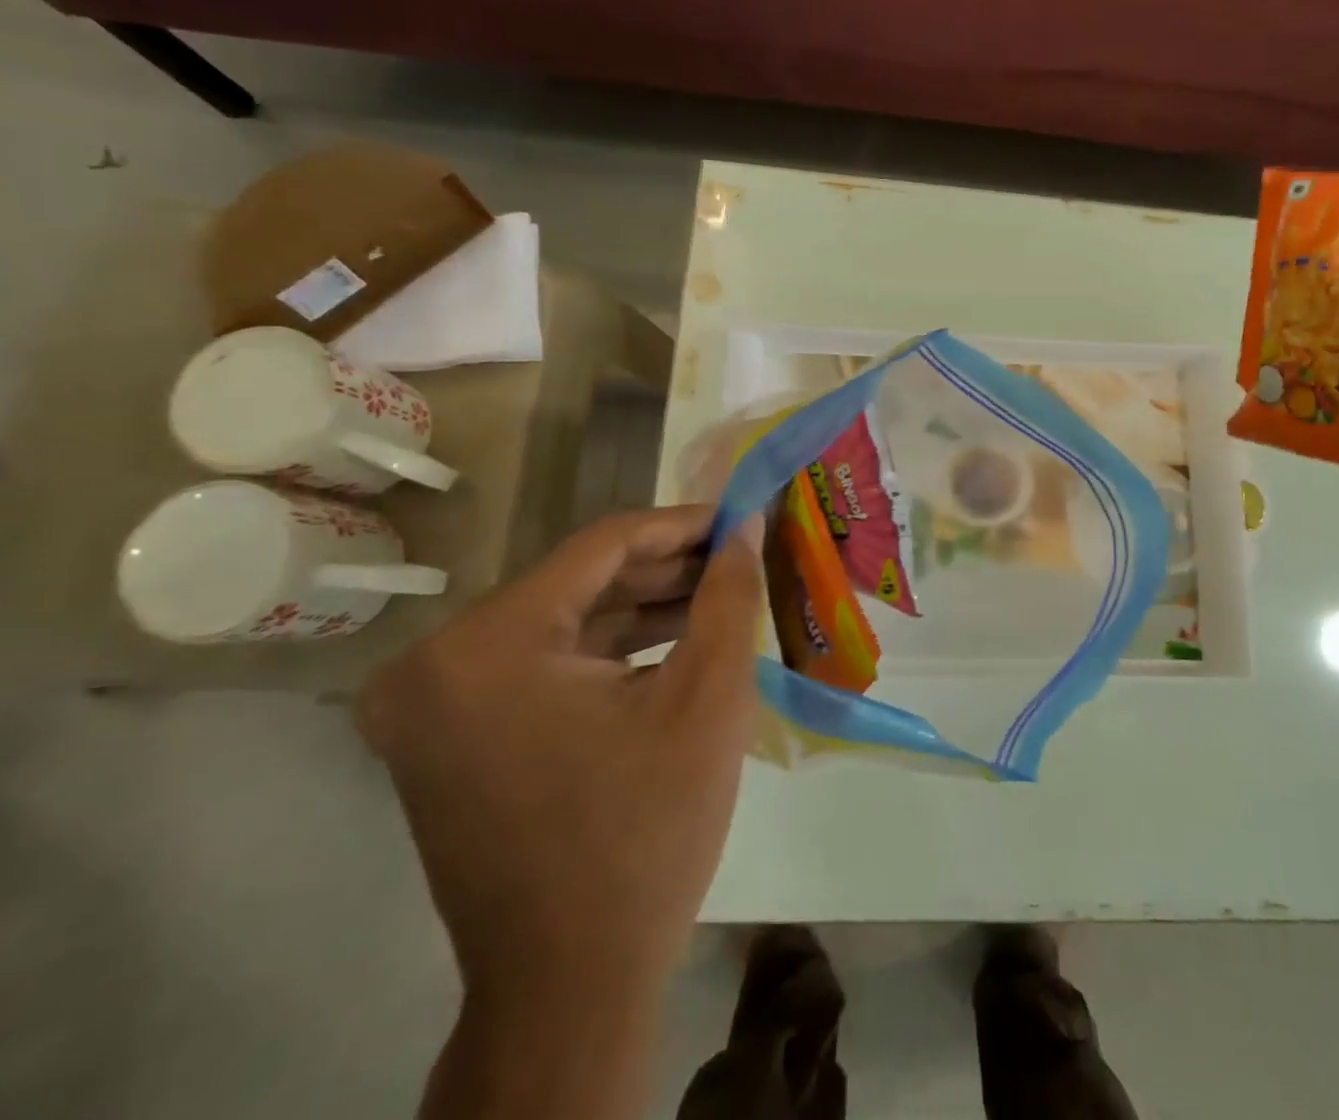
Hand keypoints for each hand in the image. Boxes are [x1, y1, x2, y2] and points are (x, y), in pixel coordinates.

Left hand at [357, 504, 765, 1118]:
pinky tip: (676, 638)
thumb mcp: (708, 697)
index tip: (743, 515)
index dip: (683, 524)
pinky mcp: (450, 736)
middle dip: (668, 568)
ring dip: (644, 606)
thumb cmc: (647, 832)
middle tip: (740, 555)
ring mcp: (432, 705)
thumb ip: (730, 593)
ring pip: (564, 621)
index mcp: (484, 645)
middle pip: (579, 581)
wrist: (573, 983)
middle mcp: (435, 662)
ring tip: (722, 592)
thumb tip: (746, 521)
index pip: (603, 545)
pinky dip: (611, 649)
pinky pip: (545, 664)